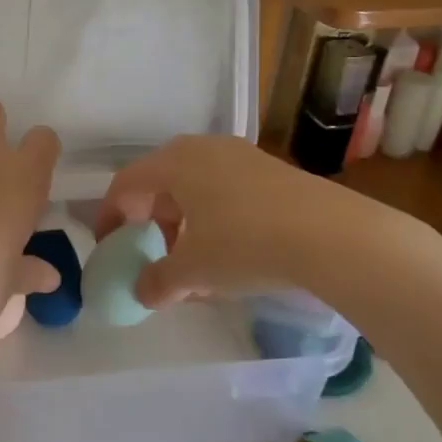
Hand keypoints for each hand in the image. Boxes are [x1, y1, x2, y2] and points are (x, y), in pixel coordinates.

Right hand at [97, 134, 436, 310]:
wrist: (333, 235)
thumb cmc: (246, 244)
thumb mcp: (195, 270)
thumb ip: (159, 281)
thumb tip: (142, 292)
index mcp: (174, 162)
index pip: (126, 184)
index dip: (110, 215)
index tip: (109, 246)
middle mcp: (203, 148)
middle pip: (161, 183)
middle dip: (151, 222)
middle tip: (151, 253)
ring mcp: (240, 156)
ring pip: (196, 188)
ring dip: (184, 224)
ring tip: (192, 263)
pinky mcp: (271, 170)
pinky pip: (225, 191)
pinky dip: (214, 219)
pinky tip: (229, 255)